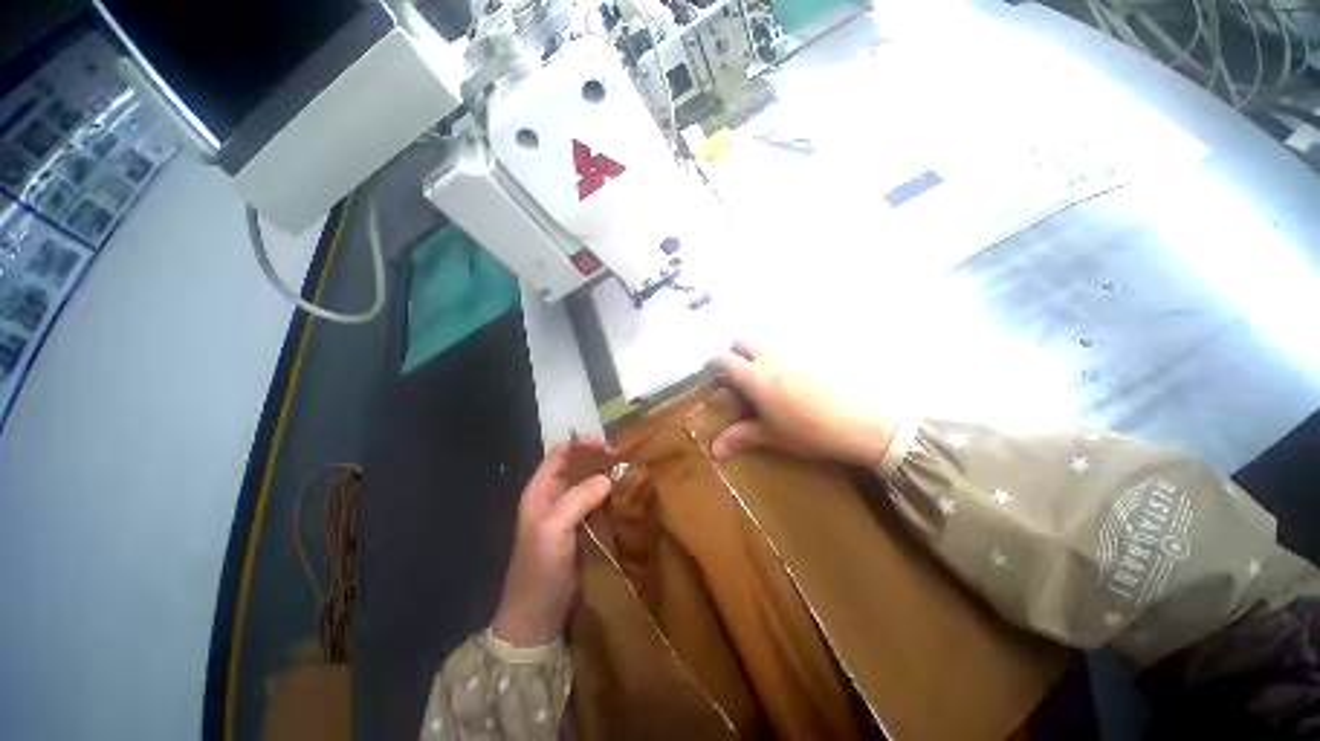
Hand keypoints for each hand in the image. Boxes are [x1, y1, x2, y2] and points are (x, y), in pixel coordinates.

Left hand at [492, 442, 612, 646]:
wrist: (538, 615)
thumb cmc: (538, 567)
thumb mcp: (552, 529)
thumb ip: (577, 498)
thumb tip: (608, 477)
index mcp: (540, 491)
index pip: (560, 455)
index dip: (581, 445)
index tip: (607, 444)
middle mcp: (555, 497)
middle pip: (578, 468)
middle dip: (599, 460)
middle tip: (624, 459)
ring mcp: (570, 514)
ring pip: (590, 485)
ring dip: (608, 478)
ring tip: (630, 474)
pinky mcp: (583, 529)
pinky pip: (598, 505)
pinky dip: (611, 497)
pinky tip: (627, 496)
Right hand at [710, 341, 895, 466]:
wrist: (862, 421)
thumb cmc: (809, 430)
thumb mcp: (771, 435)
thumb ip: (740, 437)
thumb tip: (715, 451)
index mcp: (754, 376)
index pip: (722, 359)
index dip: (713, 365)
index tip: (714, 377)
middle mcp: (769, 357)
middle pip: (740, 342)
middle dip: (734, 355)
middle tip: (739, 379)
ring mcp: (792, 352)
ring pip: (764, 344)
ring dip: (756, 356)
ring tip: (767, 382)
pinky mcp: (812, 353)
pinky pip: (786, 348)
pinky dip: (779, 358)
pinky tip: (793, 381)